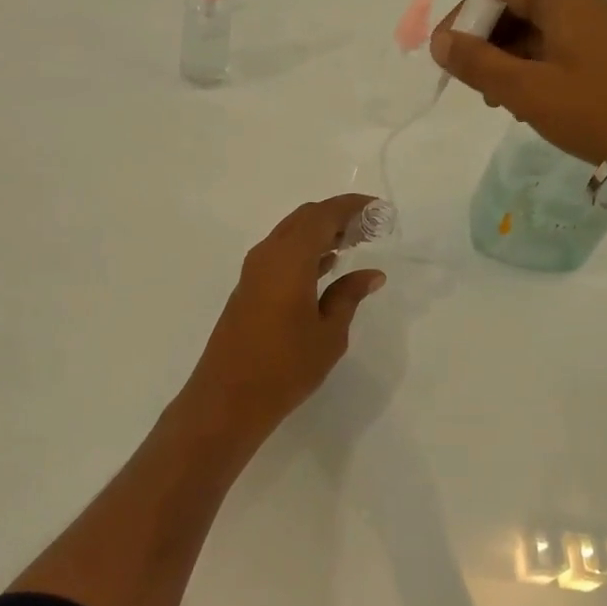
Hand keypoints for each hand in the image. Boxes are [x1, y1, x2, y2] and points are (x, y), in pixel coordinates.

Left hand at [179, 195, 385, 439]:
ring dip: (321, 233)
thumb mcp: (329, 333)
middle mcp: (268, 254)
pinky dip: (305, 251)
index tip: (378, 209)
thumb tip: (371, 274)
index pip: (323, 215)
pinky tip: (327, 266)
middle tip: (370, 227)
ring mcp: (254, 271)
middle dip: (337, 216)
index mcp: (290, 258)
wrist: (227, 398)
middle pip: (305, 218)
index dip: (352, 206)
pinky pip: (281, 253)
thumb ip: (349, 296)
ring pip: (291, 235)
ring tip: (355, 243)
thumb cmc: (285, 367)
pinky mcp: (248, 287)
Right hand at [431, 0, 606, 165]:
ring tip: (495, 99)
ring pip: (537, 34)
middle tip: (468, 80)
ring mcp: (599, 32)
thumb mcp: (526, 89)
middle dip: (485, 41)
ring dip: (506, 60)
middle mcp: (581, 6)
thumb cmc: (596, 110)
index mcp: (561, 0)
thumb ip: (477, 63)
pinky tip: (528, 104)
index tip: (445, 52)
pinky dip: (533, 71)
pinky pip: (558, 52)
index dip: (465, 17)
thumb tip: (440, 41)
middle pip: (518, 10)